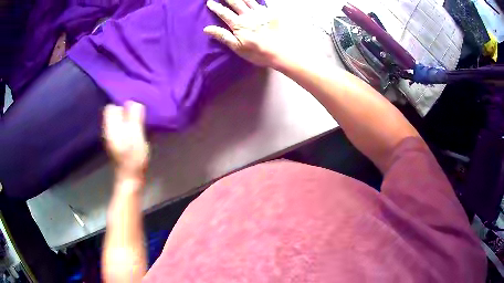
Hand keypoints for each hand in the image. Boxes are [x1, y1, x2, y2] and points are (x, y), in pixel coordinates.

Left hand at [103, 101, 148, 180]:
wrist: (130, 178)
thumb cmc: (133, 157)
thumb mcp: (136, 135)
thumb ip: (134, 117)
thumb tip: (133, 102)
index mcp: (111, 127)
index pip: (111, 107)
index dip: (121, 104)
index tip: (133, 107)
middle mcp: (108, 130)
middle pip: (114, 113)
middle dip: (125, 110)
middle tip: (138, 114)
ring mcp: (112, 137)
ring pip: (118, 120)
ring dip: (128, 118)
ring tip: (139, 121)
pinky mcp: (117, 143)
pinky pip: (121, 128)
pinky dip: (128, 126)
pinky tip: (136, 131)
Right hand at [204, 0, 295, 68]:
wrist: (281, 52)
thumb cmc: (258, 53)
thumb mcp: (237, 47)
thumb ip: (223, 36)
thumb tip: (206, 28)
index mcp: (239, 24)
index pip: (224, 12)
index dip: (216, 7)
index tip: (209, 2)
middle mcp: (249, 15)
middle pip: (236, 2)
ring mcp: (261, 13)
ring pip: (248, 0)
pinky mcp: (271, 13)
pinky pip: (261, 3)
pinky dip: (255, 1)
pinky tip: (253, 1)